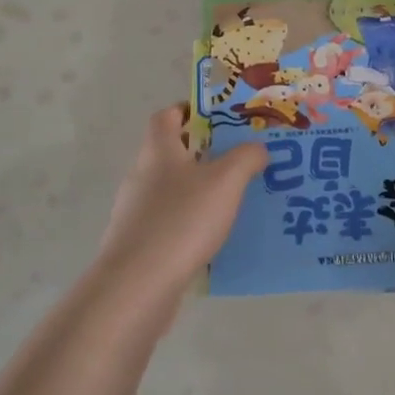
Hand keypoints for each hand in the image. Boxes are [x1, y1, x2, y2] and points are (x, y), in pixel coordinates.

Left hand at [84, 104, 266, 332]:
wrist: (138, 284)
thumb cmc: (182, 220)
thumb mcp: (226, 181)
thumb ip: (246, 158)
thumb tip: (257, 149)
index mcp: (159, 151)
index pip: (166, 116)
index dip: (189, 109)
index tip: (219, 116)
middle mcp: (142, 175)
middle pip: (171, 152)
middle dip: (204, 151)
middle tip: (240, 157)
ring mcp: (137, 211)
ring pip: (172, 188)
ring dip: (199, 188)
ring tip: (235, 197)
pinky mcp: (139, 243)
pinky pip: (170, 221)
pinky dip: (191, 221)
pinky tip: (215, 235)